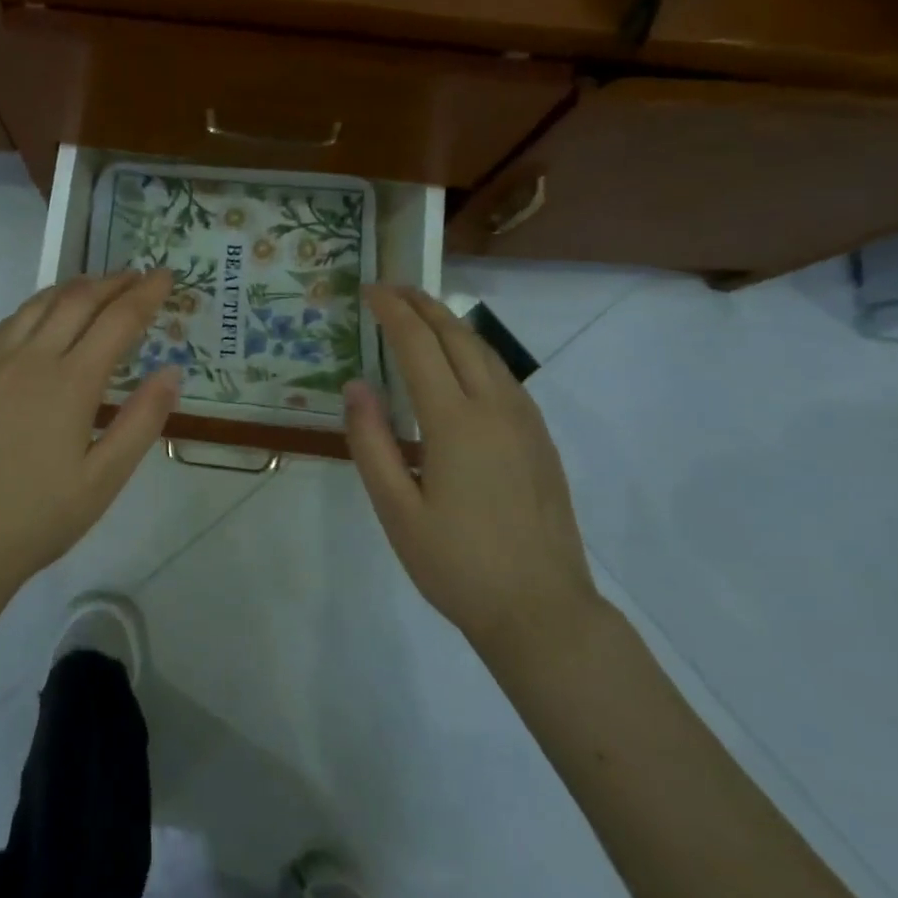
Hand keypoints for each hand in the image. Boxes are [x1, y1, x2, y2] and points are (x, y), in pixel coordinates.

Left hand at [0, 271, 182, 594]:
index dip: (146, 294)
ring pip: (40, 303)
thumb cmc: (41, 514)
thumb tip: (172, 371)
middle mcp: (32, 358)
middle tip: (139, 276)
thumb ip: (142, 420)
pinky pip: (11, 321)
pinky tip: (46, 314)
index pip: (117, 320)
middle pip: (78, 300)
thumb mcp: (105, 478)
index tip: (166, 276)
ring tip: (100, 286)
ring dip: (75, 287)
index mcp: (70, 382)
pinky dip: (39, 305)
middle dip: (113, 282)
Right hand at [343, 286, 601, 674]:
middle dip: (422, 304)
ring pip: (485, 351)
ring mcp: (524, 421)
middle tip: (391, 287)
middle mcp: (494, 407)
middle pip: (456, 336)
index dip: (391, 311)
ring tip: (421, 311)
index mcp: (454, 421)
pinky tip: (461, 361)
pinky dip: (474, 350)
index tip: (369, 290)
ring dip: (450, 322)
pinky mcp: (539, 438)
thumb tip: (355, 385)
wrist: (541, 610)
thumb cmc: (457, 564)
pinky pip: (503, 375)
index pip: (418, 345)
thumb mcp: (396, 509)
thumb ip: (371, 442)